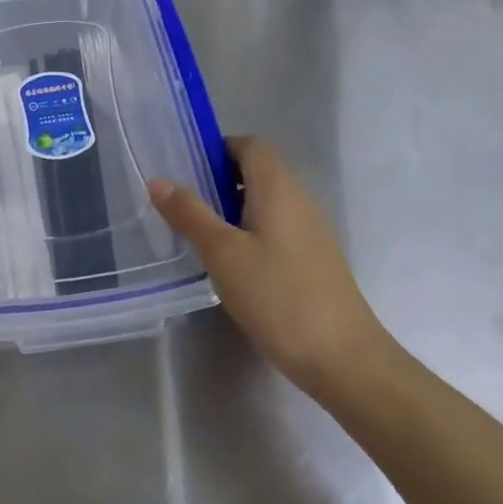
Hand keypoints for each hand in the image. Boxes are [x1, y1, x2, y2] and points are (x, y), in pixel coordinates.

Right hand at [149, 137, 391, 400]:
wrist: (344, 358)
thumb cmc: (277, 296)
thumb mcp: (222, 253)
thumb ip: (190, 214)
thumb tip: (158, 181)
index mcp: (278, 188)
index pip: (251, 145)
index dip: (220, 148)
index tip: (188, 169)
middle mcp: (300, 201)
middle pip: (260, 171)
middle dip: (221, 180)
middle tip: (186, 204)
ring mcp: (312, 232)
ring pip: (268, 202)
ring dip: (235, 208)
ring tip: (203, 235)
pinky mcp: (315, 261)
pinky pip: (278, 229)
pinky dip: (253, 232)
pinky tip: (235, 266)